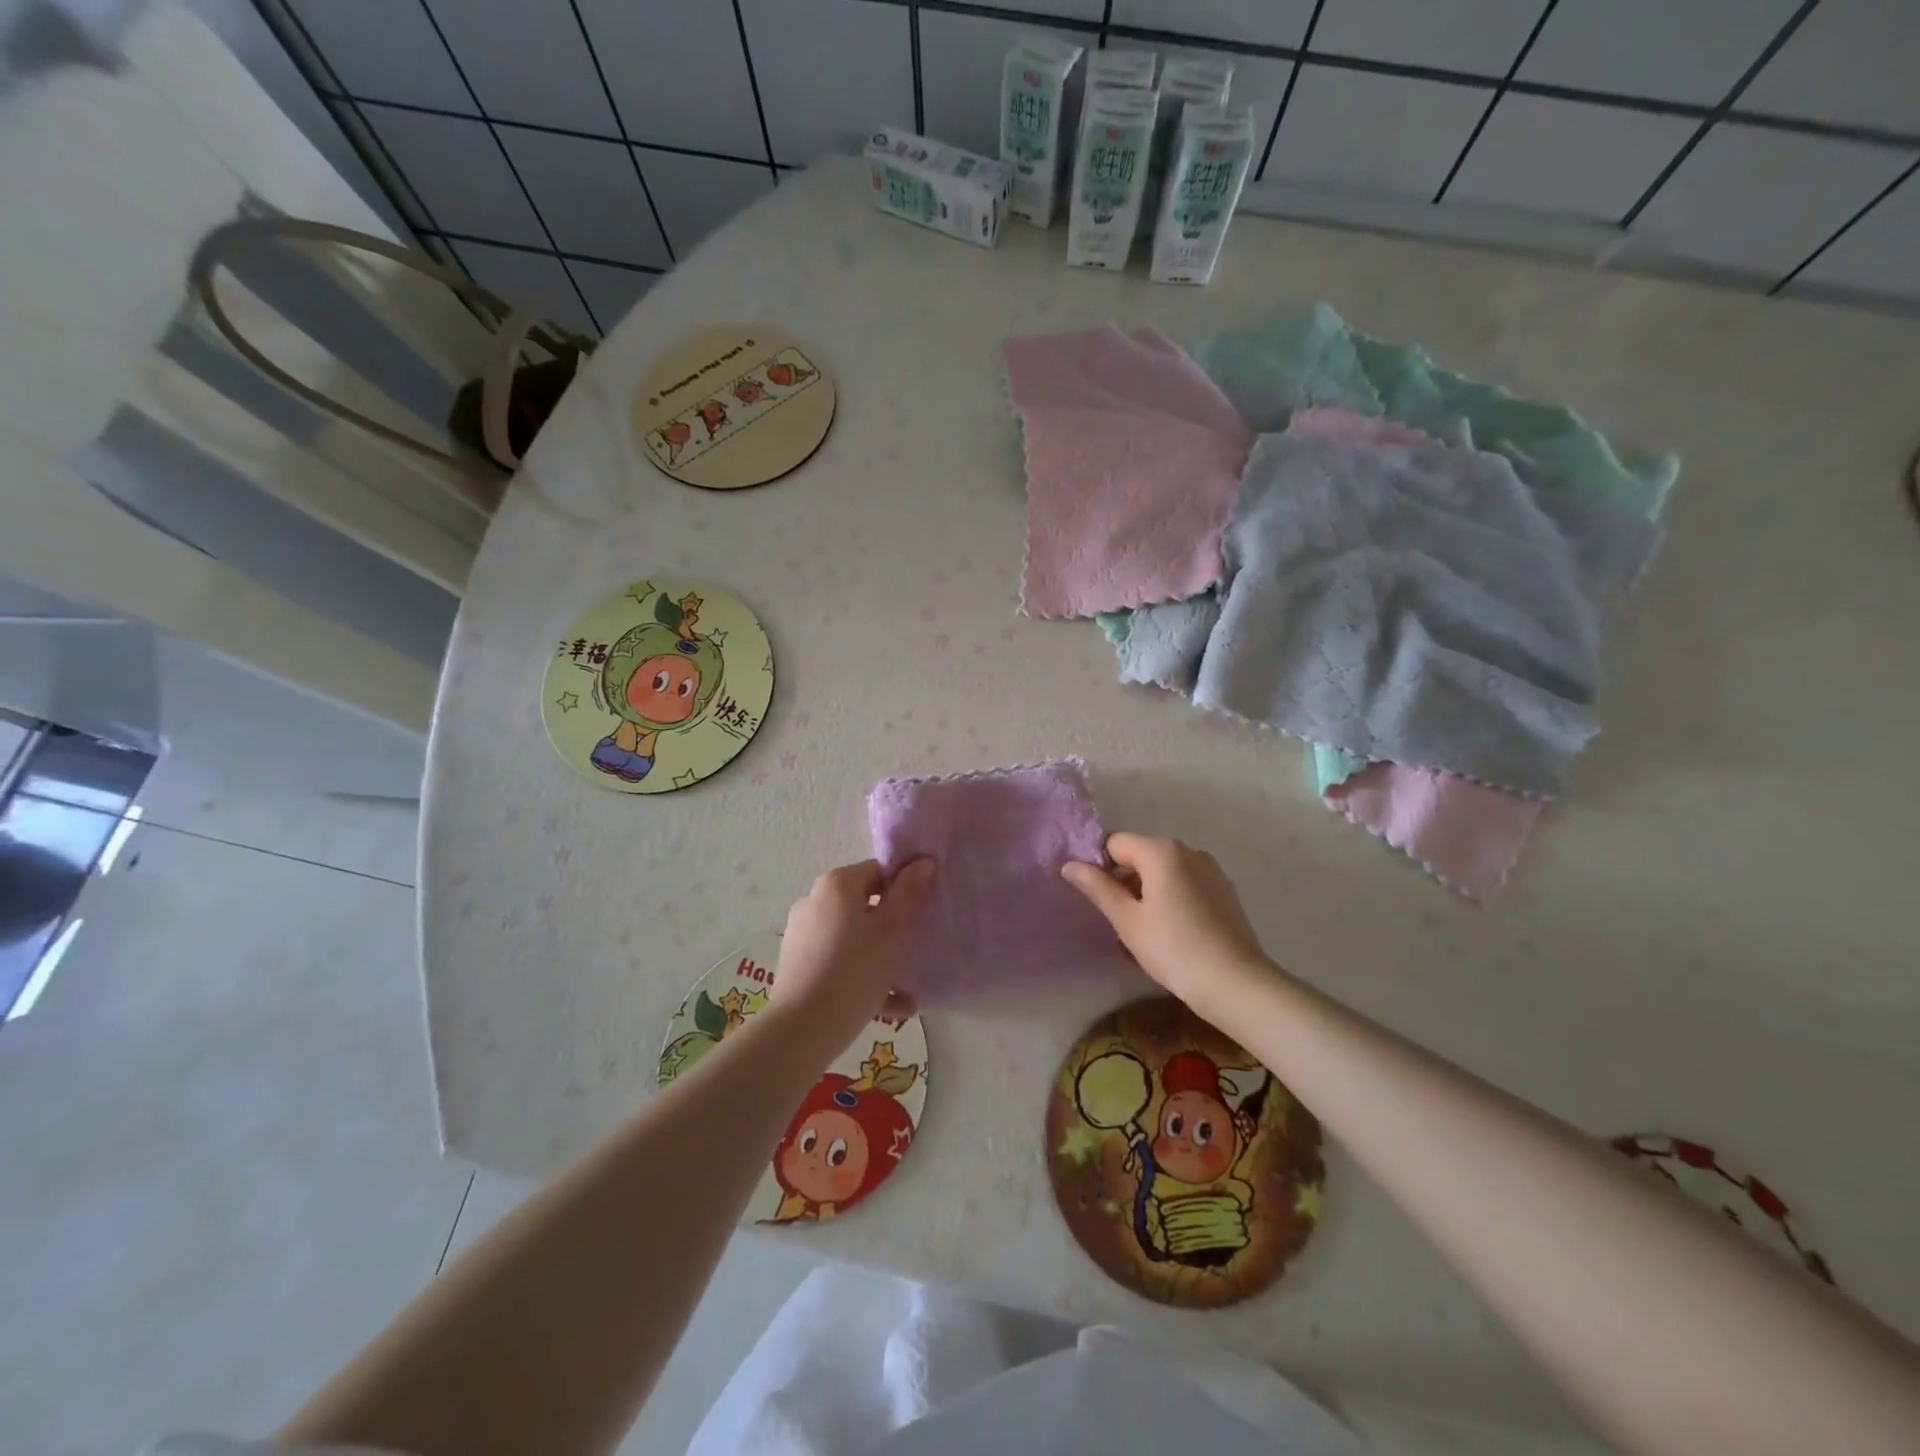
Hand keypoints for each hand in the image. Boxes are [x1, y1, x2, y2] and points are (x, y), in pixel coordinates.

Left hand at [773, 858, 934, 1055]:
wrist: (802, 1029)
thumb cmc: (854, 969)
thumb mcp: (890, 930)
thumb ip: (908, 893)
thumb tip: (922, 862)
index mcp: (836, 885)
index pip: (878, 871)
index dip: (904, 887)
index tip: (923, 911)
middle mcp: (815, 902)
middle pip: (864, 905)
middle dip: (893, 926)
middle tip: (917, 946)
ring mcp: (804, 935)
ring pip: (853, 938)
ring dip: (881, 956)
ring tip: (908, 984)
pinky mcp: (799, 966)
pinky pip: (839, 962)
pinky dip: (863, 976)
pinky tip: (893, 1005)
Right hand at [1061, 833, 1271, 1009]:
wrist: (1236, 983)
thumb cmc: (1173, 949)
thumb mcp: (1127, 920)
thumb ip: (1097, 887)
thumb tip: (1070, 864)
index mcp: (1162, 851)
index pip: (1115, 843)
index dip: (1099, 865)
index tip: (1096, 898)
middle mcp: (1189, 851)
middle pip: (1141, 854)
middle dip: (1124, 880)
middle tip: (1117, 920)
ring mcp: (1211, 870)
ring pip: (1165, 871)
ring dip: (1147, 891)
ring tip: (1142, 932)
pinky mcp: (1225, 891)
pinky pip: (1186, 884)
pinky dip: (1171, 899)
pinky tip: (1170, 932)